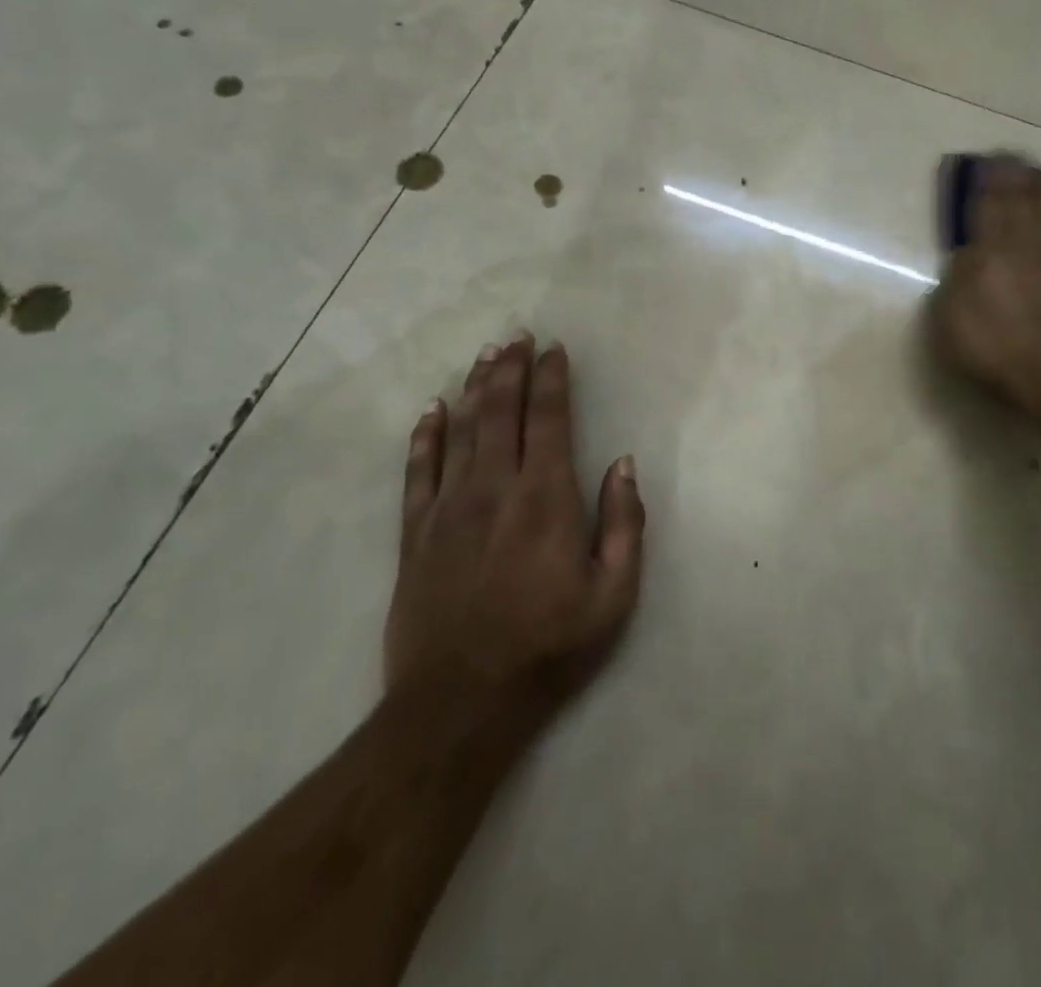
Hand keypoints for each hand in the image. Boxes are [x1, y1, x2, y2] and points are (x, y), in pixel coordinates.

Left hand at [385, 332, 644, 711]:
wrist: (460, 704)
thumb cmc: (549, 646)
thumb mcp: (613, 594)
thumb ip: (624, 523)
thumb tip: (623, 464)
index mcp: (546, 498)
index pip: (548, 420)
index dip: (552, 379)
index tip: (555, 349)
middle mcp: (494, 489)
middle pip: (501, 412)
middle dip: (511, 369)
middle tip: (516, 336)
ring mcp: (448, 509)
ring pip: (461, 431)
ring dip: (475, 389)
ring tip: (484, 356)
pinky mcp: (415, 535)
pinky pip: (418, 472)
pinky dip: (425, 437)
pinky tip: (431, 411)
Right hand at [932, 158, 1040, 417]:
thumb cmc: (992, 349)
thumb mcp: (949, 319)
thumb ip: (956, 280)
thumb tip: (966, 254)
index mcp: (989, 254)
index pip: (987, 206)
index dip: (988, 180)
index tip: (989, 158)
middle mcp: (1026, 247)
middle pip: (1022, 202)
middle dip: (1018, 174)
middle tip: (1016, 153)